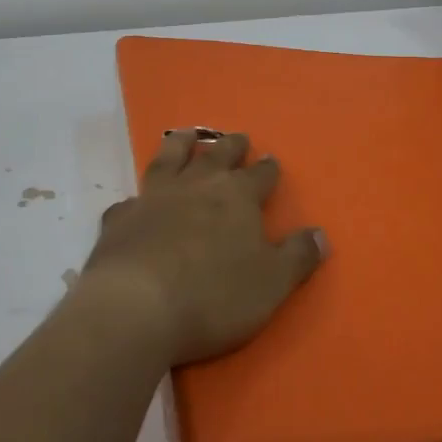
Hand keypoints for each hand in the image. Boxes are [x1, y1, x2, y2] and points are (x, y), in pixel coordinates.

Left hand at [79, 128, 327, 367]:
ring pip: (170, 158)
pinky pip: (130, 200)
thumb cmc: (214, 295)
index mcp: (238, 197)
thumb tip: (321, 234)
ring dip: (181, 144)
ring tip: (187, 134)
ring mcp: (155, 198)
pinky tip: (136, 201)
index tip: (271, 161)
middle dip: (231, 146)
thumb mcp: (272, 283)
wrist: (135, 307)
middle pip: (218, 155)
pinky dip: (138, 197)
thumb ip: (298, 256)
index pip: (260, 174)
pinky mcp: (121, 219)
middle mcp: (197, 186)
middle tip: (238, 138)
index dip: (267, 168)